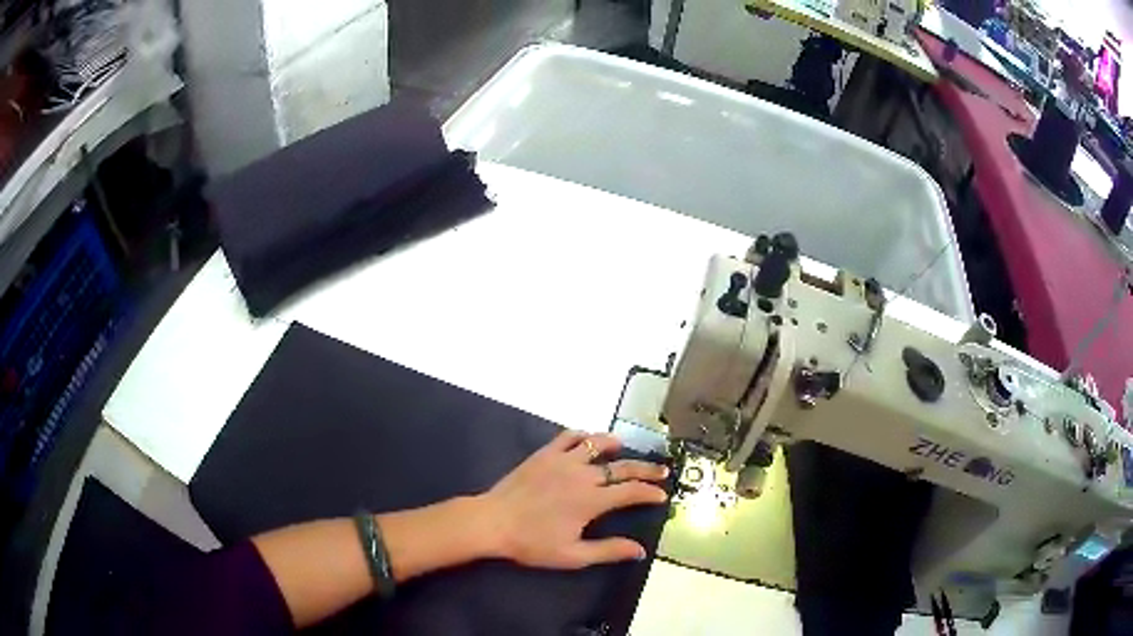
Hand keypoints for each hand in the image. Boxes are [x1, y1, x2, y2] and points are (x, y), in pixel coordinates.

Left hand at [472, 431, 669, 568]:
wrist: (493, 522)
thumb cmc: (532, 543)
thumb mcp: (573, 555)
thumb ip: (608, 551)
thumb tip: (640, 550)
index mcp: (591, 500)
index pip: (630, 492)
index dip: (650, 492)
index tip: (662, 495)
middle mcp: (582, 475)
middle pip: (621, 467)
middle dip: (645, 469)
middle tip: (661, 470)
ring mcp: (562, 460)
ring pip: (596, 444)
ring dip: (614, 445)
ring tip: (623, 447)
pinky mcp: (544, 454)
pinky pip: (568, 436)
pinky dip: (582, 436)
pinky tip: (586, 440)